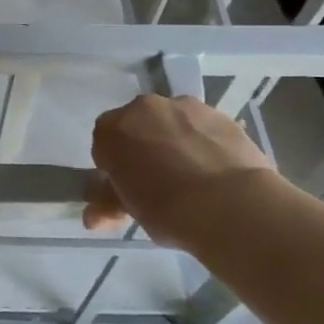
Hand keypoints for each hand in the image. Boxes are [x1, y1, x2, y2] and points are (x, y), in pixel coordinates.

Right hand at [84, 95, 275, 243]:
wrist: (231, 205)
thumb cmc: (167, 210)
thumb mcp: (130, 210)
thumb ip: (108, 202)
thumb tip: (92, 216)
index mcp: (111, 129)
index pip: (104, 144)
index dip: (115, 166)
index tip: (128, 187)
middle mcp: (143, 108)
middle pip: (138, 126)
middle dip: (144, 147)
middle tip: (159, 181)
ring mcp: (184, 107)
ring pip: (172, 122)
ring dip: (175, 140)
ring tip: (194, 177)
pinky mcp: (220, 114)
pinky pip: (203, 127)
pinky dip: (205, 142)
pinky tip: (216, 170)